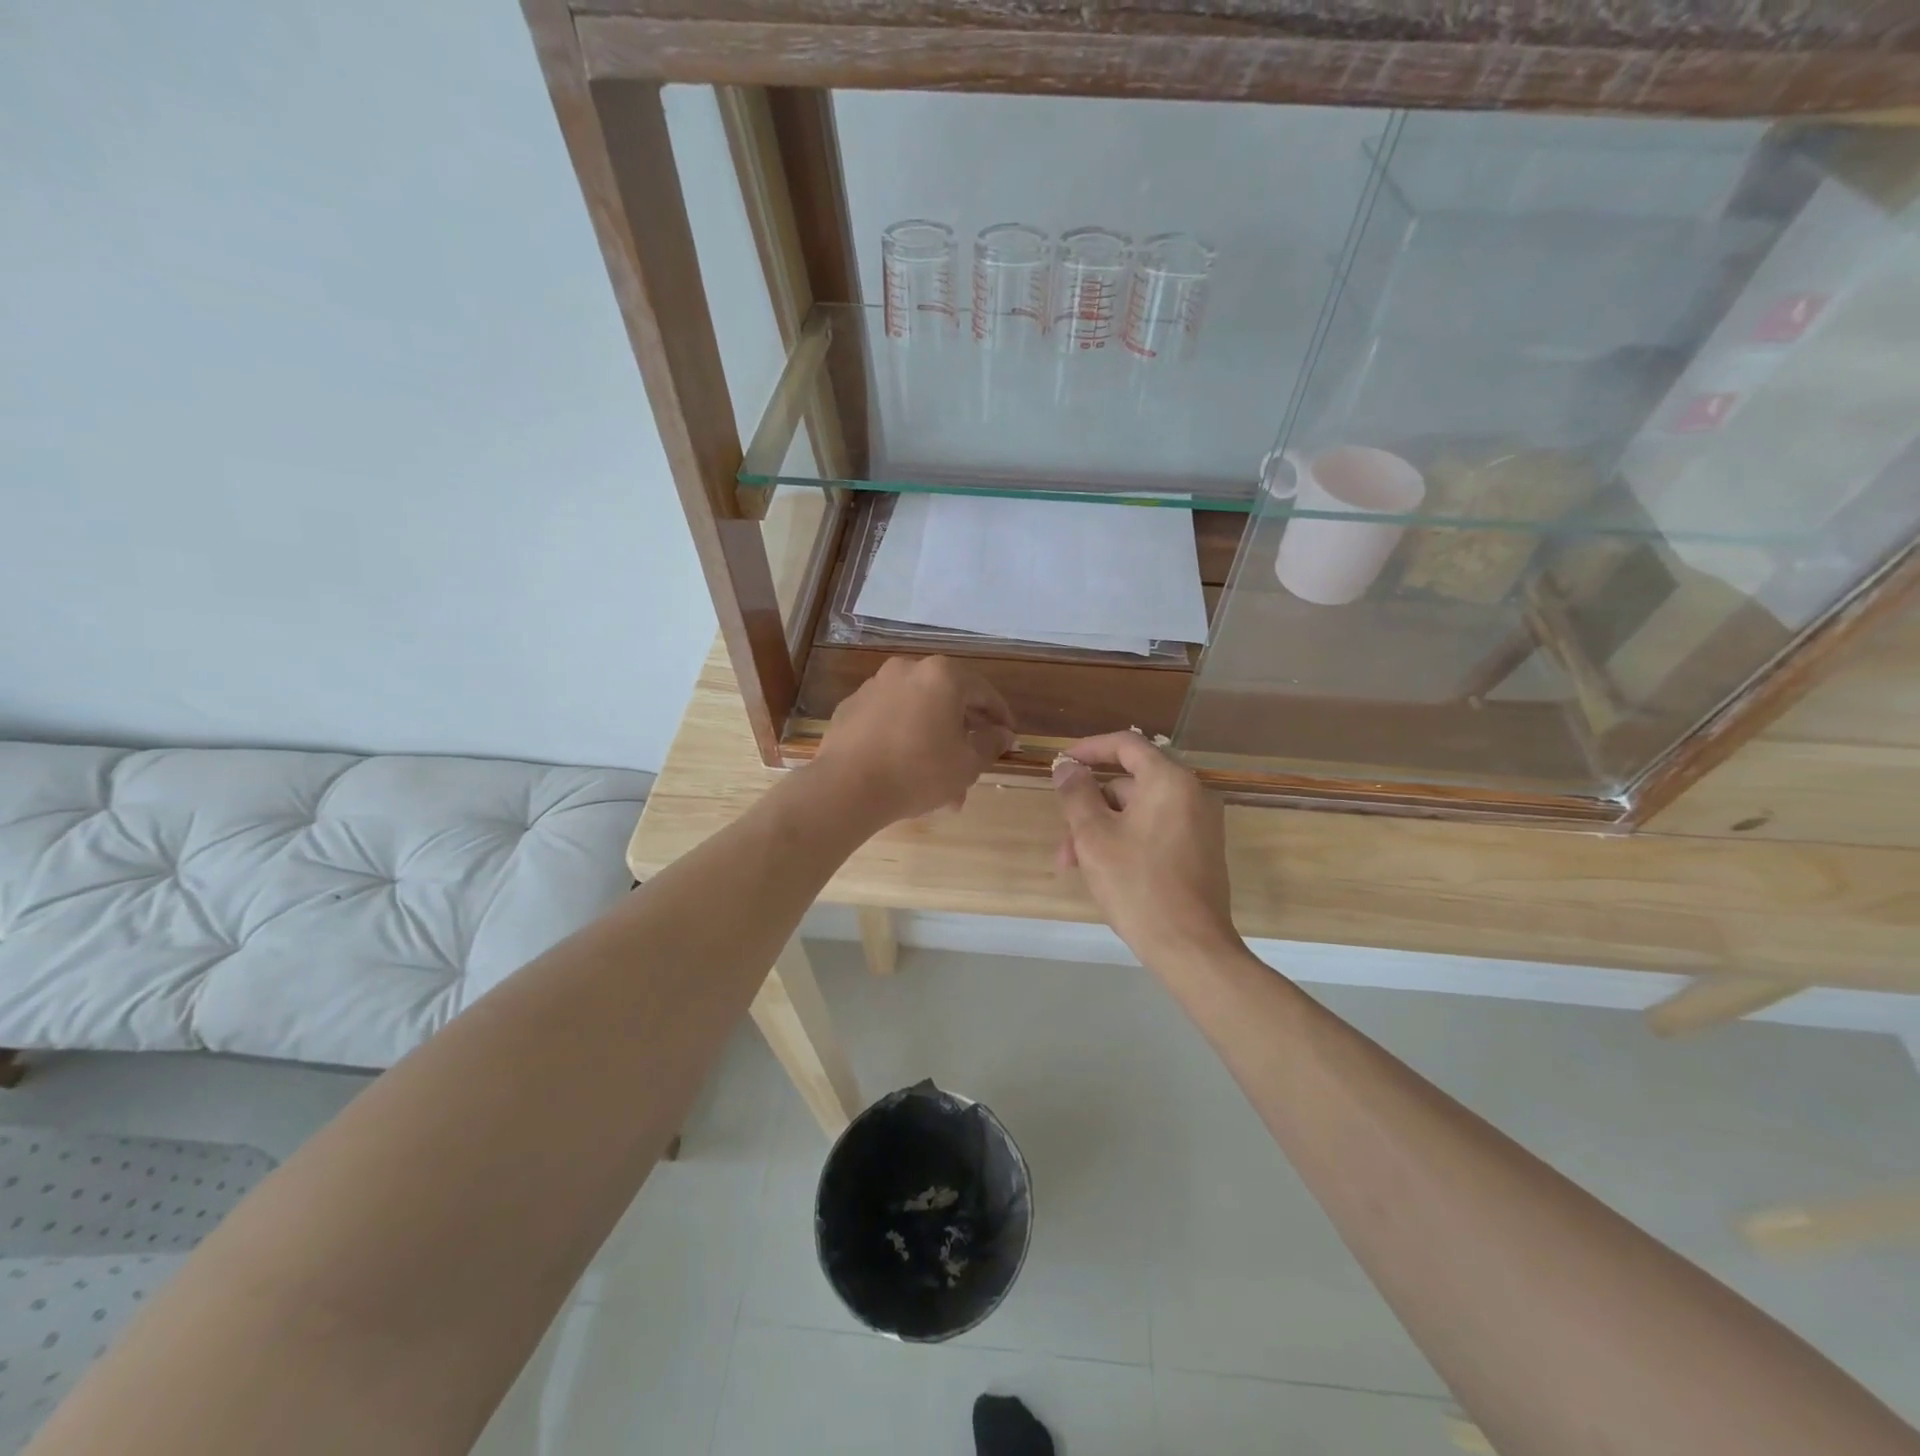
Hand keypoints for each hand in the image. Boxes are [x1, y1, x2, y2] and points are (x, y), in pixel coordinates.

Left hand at [812, 656, 1014, 826]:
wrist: (846, 787)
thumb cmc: (918, 771)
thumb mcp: (967, 764)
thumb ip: (991, 744)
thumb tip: (1003, 734)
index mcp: (941, 676)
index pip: (983, 692)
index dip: (1000, 717)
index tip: (1008, 738)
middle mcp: (907, 670)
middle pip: (947, 701)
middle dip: (963, 735)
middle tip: (975, 763)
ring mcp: (874, 687)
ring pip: (917, 714)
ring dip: (933, 742)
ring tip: (941, 784)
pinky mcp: (850, 708)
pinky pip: (889, 721)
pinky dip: (904, 739)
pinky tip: (906, 772)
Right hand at [1053, 733, 1237, 970]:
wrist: (1190, 946)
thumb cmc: (1137, 885)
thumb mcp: (1094, 837)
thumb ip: (1076, 794)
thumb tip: (1067, 767)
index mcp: (1170, 781)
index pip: (1126, 744)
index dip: (1089, 748)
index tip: (1061, 763)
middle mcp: (1192, 793)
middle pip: (1130, 783)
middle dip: (1090, 807)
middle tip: (1064, 840)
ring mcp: (1200, 823)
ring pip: (1139, 811)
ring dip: (1103, 830)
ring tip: (1075, 866)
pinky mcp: (1201, 849)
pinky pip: (1156, 829)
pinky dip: (1127, 839)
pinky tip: (1103, 871)